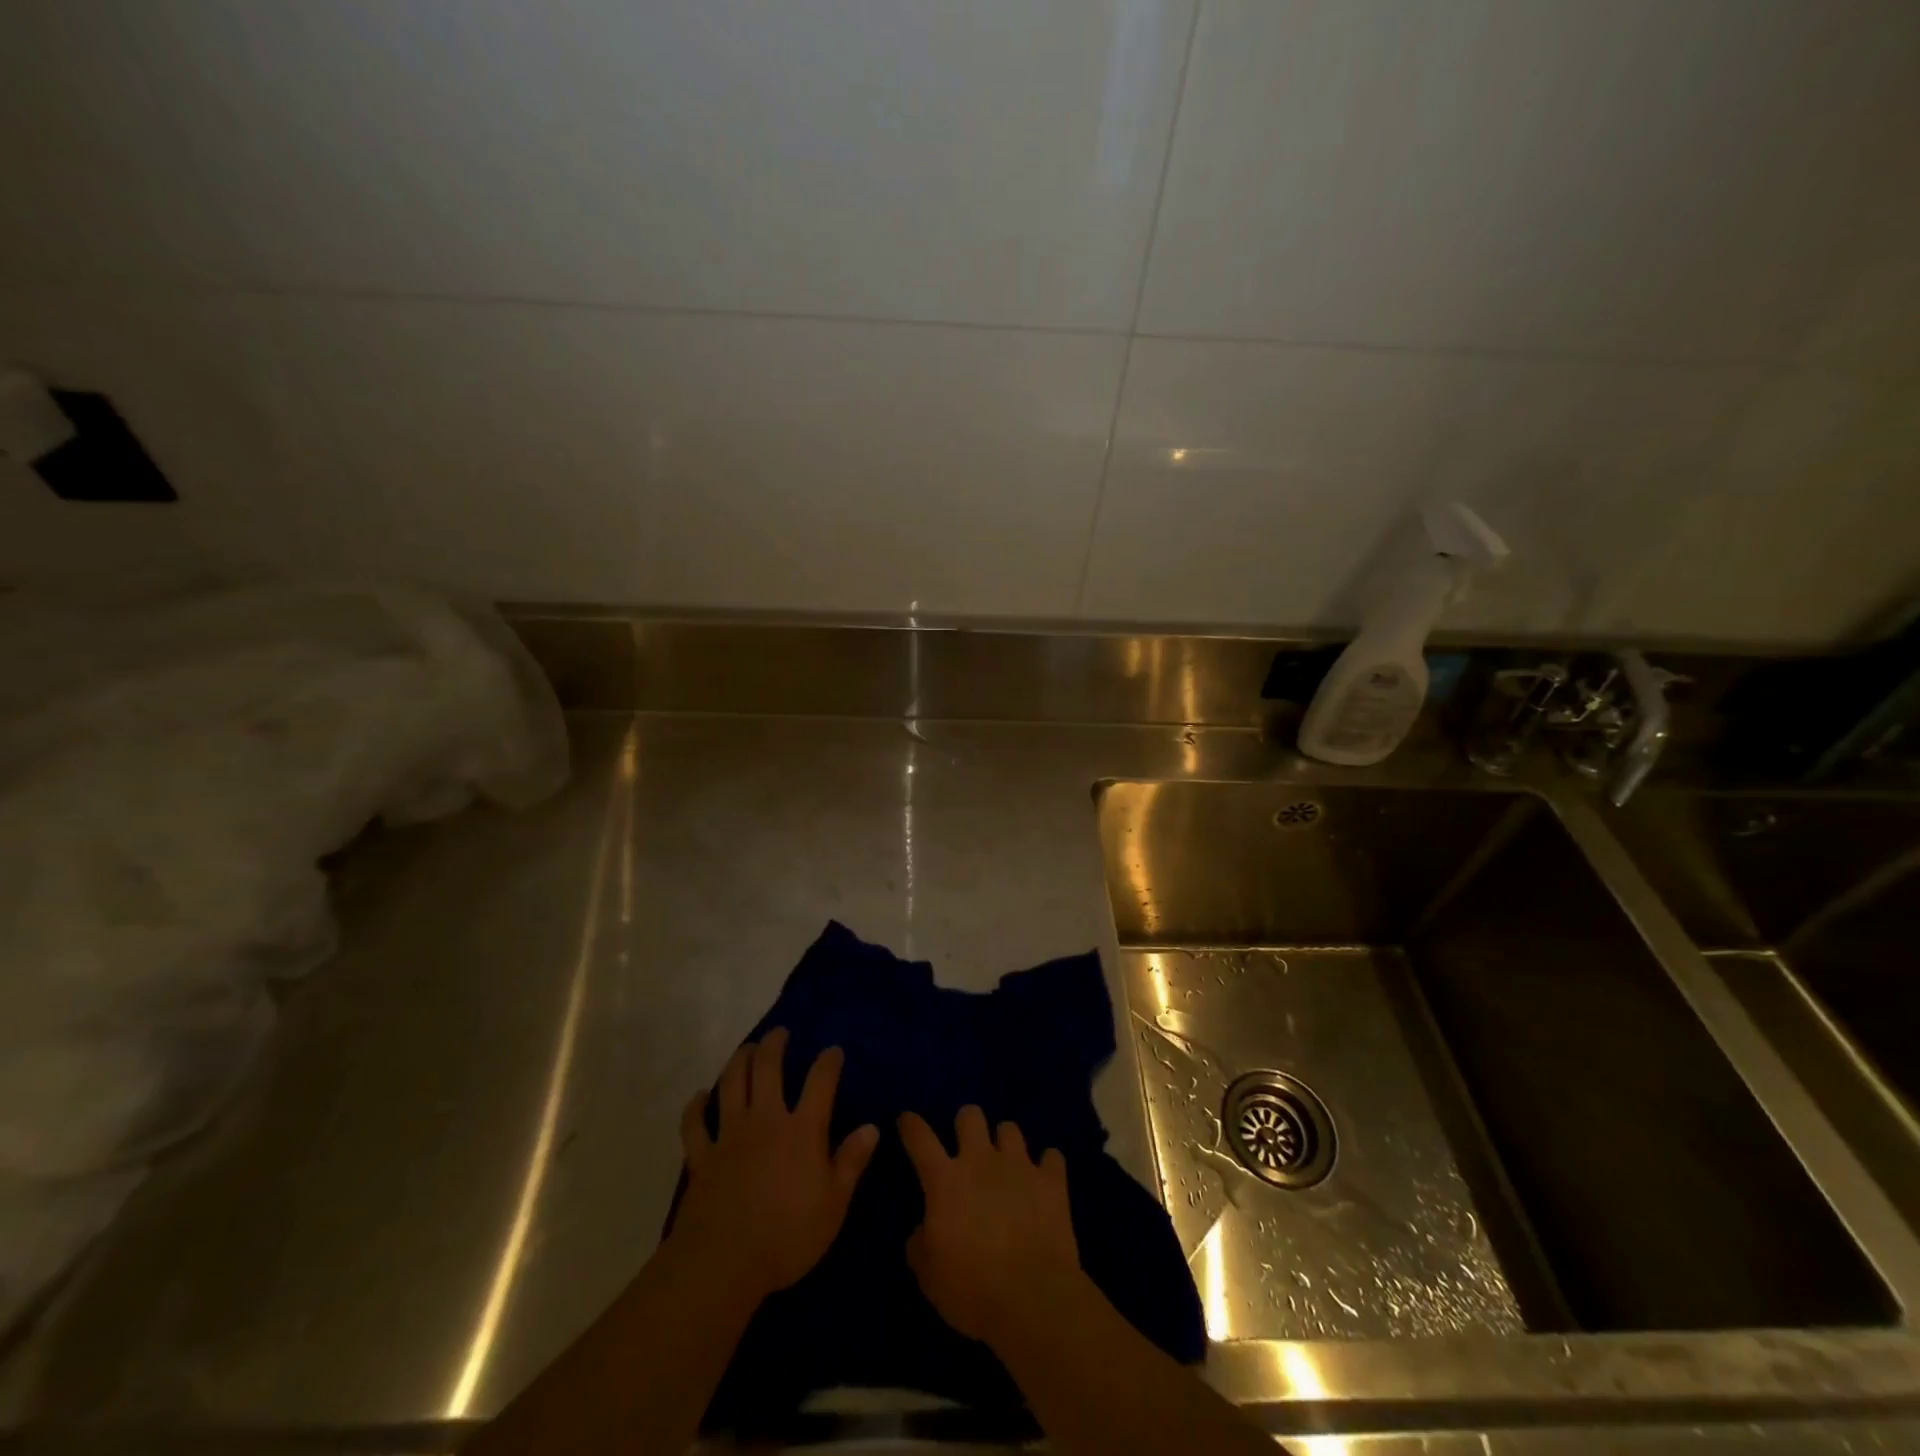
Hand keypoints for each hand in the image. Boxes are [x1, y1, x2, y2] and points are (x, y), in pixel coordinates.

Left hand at [669, 1027, 879, 1305]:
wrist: (724, 1263)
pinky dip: (696, 1107)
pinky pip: (694, 1124)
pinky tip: (700, 1096)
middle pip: (767, 1069)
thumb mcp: (834, 1204)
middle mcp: (765, 1120)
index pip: (820, 1082)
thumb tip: (872, 1127)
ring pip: (731, 1084)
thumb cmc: (787, 1236)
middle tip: (779, 1033)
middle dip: (775, 1045)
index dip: (828, 1062)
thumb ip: (851, 1162)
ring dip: (738, 1061)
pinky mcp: (701, 1156)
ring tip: (746, 1049)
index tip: (833, 1052)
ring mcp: (729, 1135)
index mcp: (802, 1130)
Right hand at [898, 1106, 1083, 1346]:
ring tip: (1007, 1165)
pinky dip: (1047, 1167)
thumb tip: (922, 1230)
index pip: (920, 1139)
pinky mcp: (1052, 1181)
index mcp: (946, 1180)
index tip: (907, 1120)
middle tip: (967, 1148)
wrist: (1033, 1299)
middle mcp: (981, 1161)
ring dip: (1005, 1144)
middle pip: (970, 1115)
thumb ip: (920, 1244)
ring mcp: (1020, 1166)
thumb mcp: (929, 1277)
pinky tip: (1044, 1182)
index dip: (911, 1125)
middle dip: (966, 1124)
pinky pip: (1052, 1157)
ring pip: (1010, 1128)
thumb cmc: (972, 1290)